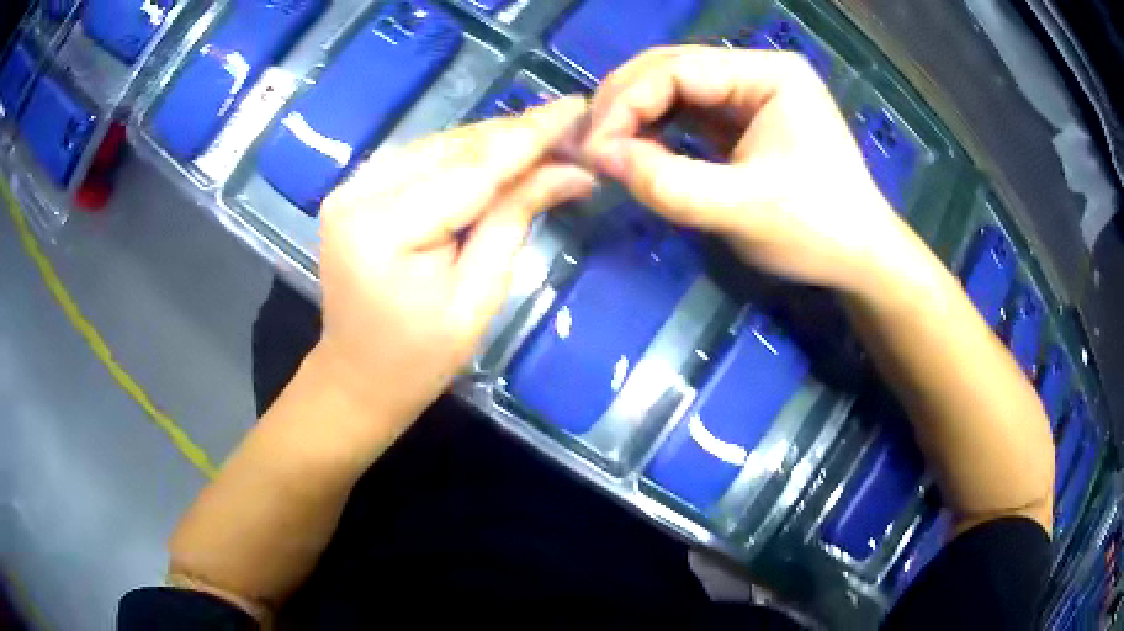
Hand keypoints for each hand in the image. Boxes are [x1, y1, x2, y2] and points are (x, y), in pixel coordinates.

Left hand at [314, 97, 595, 440]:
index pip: (472, 169)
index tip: (576, 107)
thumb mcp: (477, 296)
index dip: (530, 136)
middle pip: (453, 147)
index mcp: (383, 229)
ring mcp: (351, 187)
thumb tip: (570, 171)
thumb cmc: (420, 358)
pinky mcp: (356, 190)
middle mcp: (358, 193)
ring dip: (493, 141)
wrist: (357, 377)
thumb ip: (514, 219)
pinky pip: (421, 159)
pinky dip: (463, 155)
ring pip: (438, 145)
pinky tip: (500, 155)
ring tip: (545, 141)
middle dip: (516, 134)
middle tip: (571, 130)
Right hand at [583, 46, 909, 293]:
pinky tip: (636, 148)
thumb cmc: (817, 231)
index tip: (594, 149)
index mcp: (770, 74)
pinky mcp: (743, 119)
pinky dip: (655, 128)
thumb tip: (598, 157)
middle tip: (590, 145)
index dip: (627, 102)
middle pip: (671, 67)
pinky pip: (686, 112)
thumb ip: (669, 183)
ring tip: (605, 148)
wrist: (860, 258)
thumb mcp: (742, 210)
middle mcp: (758, 71)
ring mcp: (750, 93)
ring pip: (673, 87)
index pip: (679, 68)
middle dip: (624, 102)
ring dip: (634, 114)